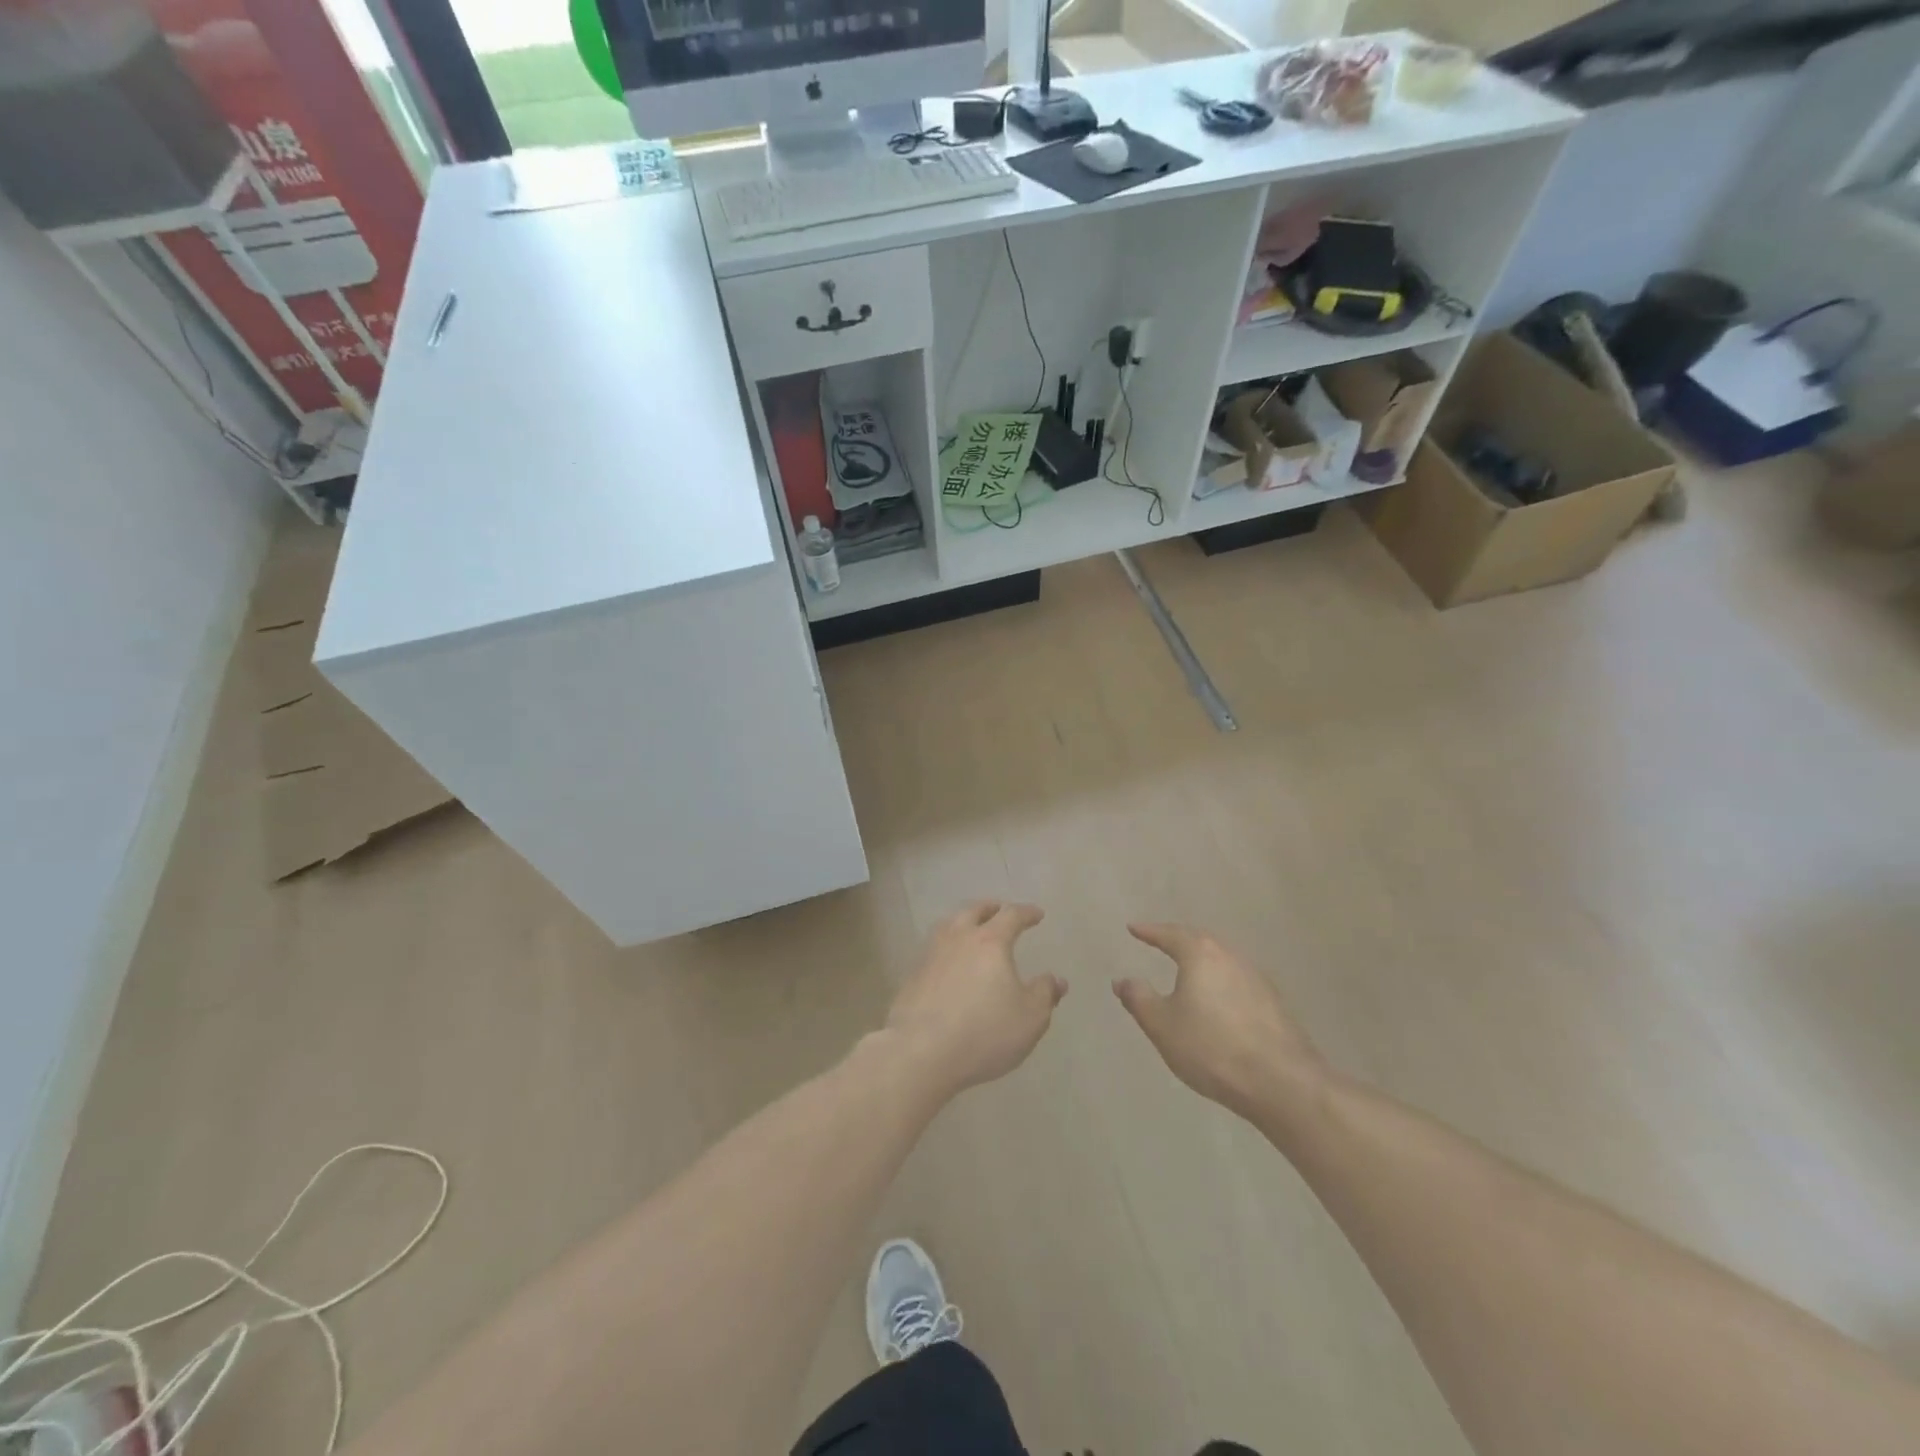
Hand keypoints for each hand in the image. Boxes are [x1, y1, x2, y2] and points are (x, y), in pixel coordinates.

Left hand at [885, 902, 1064, 1097]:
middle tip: (999, 910)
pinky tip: (949, 963)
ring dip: (963, 922)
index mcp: (990, 942)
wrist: (920, 1052)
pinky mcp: (912, 976)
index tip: (1037, 914)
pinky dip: (946, 948)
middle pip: (974, 911)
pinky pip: (933, 950)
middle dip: (990, 909)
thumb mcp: (1029, 1018)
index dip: (1026, 913)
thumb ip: (1045, 994)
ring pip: (948, 926)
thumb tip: (1057, 980)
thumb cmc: (984, 1032)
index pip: (1011, 915)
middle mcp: (958, 939)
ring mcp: (930, 955)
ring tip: (971, 930)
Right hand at [1114, 923, 1324, 1117]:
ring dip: (1202, 959)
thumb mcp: (1162, 1025)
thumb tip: (1121, 979)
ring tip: (1187, 967)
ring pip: (1222, 959)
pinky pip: (1238, 980)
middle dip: (1178, 939)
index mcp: (1201, 954)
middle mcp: (1231, 956)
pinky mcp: (1274, 1003)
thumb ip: (1139, 998)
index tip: (1133, 928)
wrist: (1282, 1083)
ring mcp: (1257, 979)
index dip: (1149, 931)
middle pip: (1200, 940)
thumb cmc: (1211, 1048)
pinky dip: (1220, 980)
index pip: (1170, 934)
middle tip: (1160, 940)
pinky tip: (1218, 998)